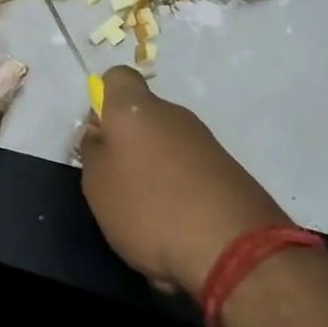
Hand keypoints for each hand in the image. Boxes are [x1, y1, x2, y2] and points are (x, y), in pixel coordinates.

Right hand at [80, 66, 287, 294]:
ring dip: (155, 172)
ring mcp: (205, 141)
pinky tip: (178, 228)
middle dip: (129, 143)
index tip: (100, 134)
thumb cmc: (150, 208)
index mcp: (136, 109)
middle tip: (118, 184)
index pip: (117, 77)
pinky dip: (181, 193)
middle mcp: (173, 114)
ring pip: (167, 147)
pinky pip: (191, 172)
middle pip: (143, 116)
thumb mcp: (97, 185)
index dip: (104, 99)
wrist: (234, 248)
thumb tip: (101, 134)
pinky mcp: (229, 171)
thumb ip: (93, 152)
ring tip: (149, 217)